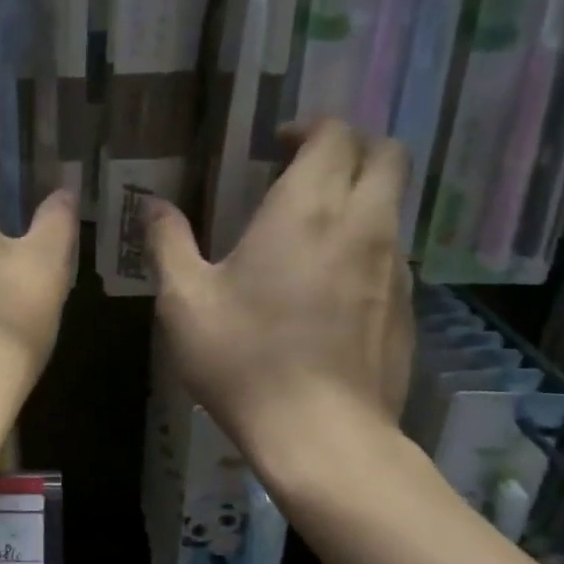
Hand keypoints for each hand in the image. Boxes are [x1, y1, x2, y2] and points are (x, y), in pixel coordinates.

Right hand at [147, 120, 412, 456]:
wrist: (322, 436)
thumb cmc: (244, 360)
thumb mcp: (185, 302)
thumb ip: (169, 243)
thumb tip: (154, 206)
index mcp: (307, 210)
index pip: (336, 135)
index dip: (309, 127)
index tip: (277, 145)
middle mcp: (363, 225)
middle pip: (387, 155)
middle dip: (351, 148)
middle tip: (305, 171)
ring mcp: (395, 267)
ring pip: (393, 205)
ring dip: (360, 198)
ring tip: (312, 230)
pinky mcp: (409, 308)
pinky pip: (393, 254)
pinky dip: (366, 246)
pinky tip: (328, 288)